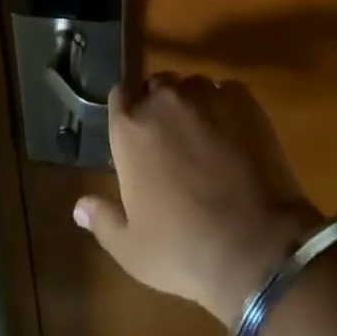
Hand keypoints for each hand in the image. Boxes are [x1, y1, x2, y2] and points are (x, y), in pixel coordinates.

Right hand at [74, 74, 320, 324]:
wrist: (257, 247)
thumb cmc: (184, 249)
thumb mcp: (132, 249)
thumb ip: (103, 220)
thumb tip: (79, 207)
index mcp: (130, 127)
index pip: (119, 96)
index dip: (127, 112)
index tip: (135, 134)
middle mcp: (164, 99)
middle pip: (155, 86)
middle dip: (159, 106)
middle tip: (170, 141)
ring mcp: (206, 94)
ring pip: (191, 86)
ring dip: (191, 104)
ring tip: (204, 137)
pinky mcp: (242, 99)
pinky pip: (224, 92)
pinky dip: (224, 108)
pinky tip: (233, 138)